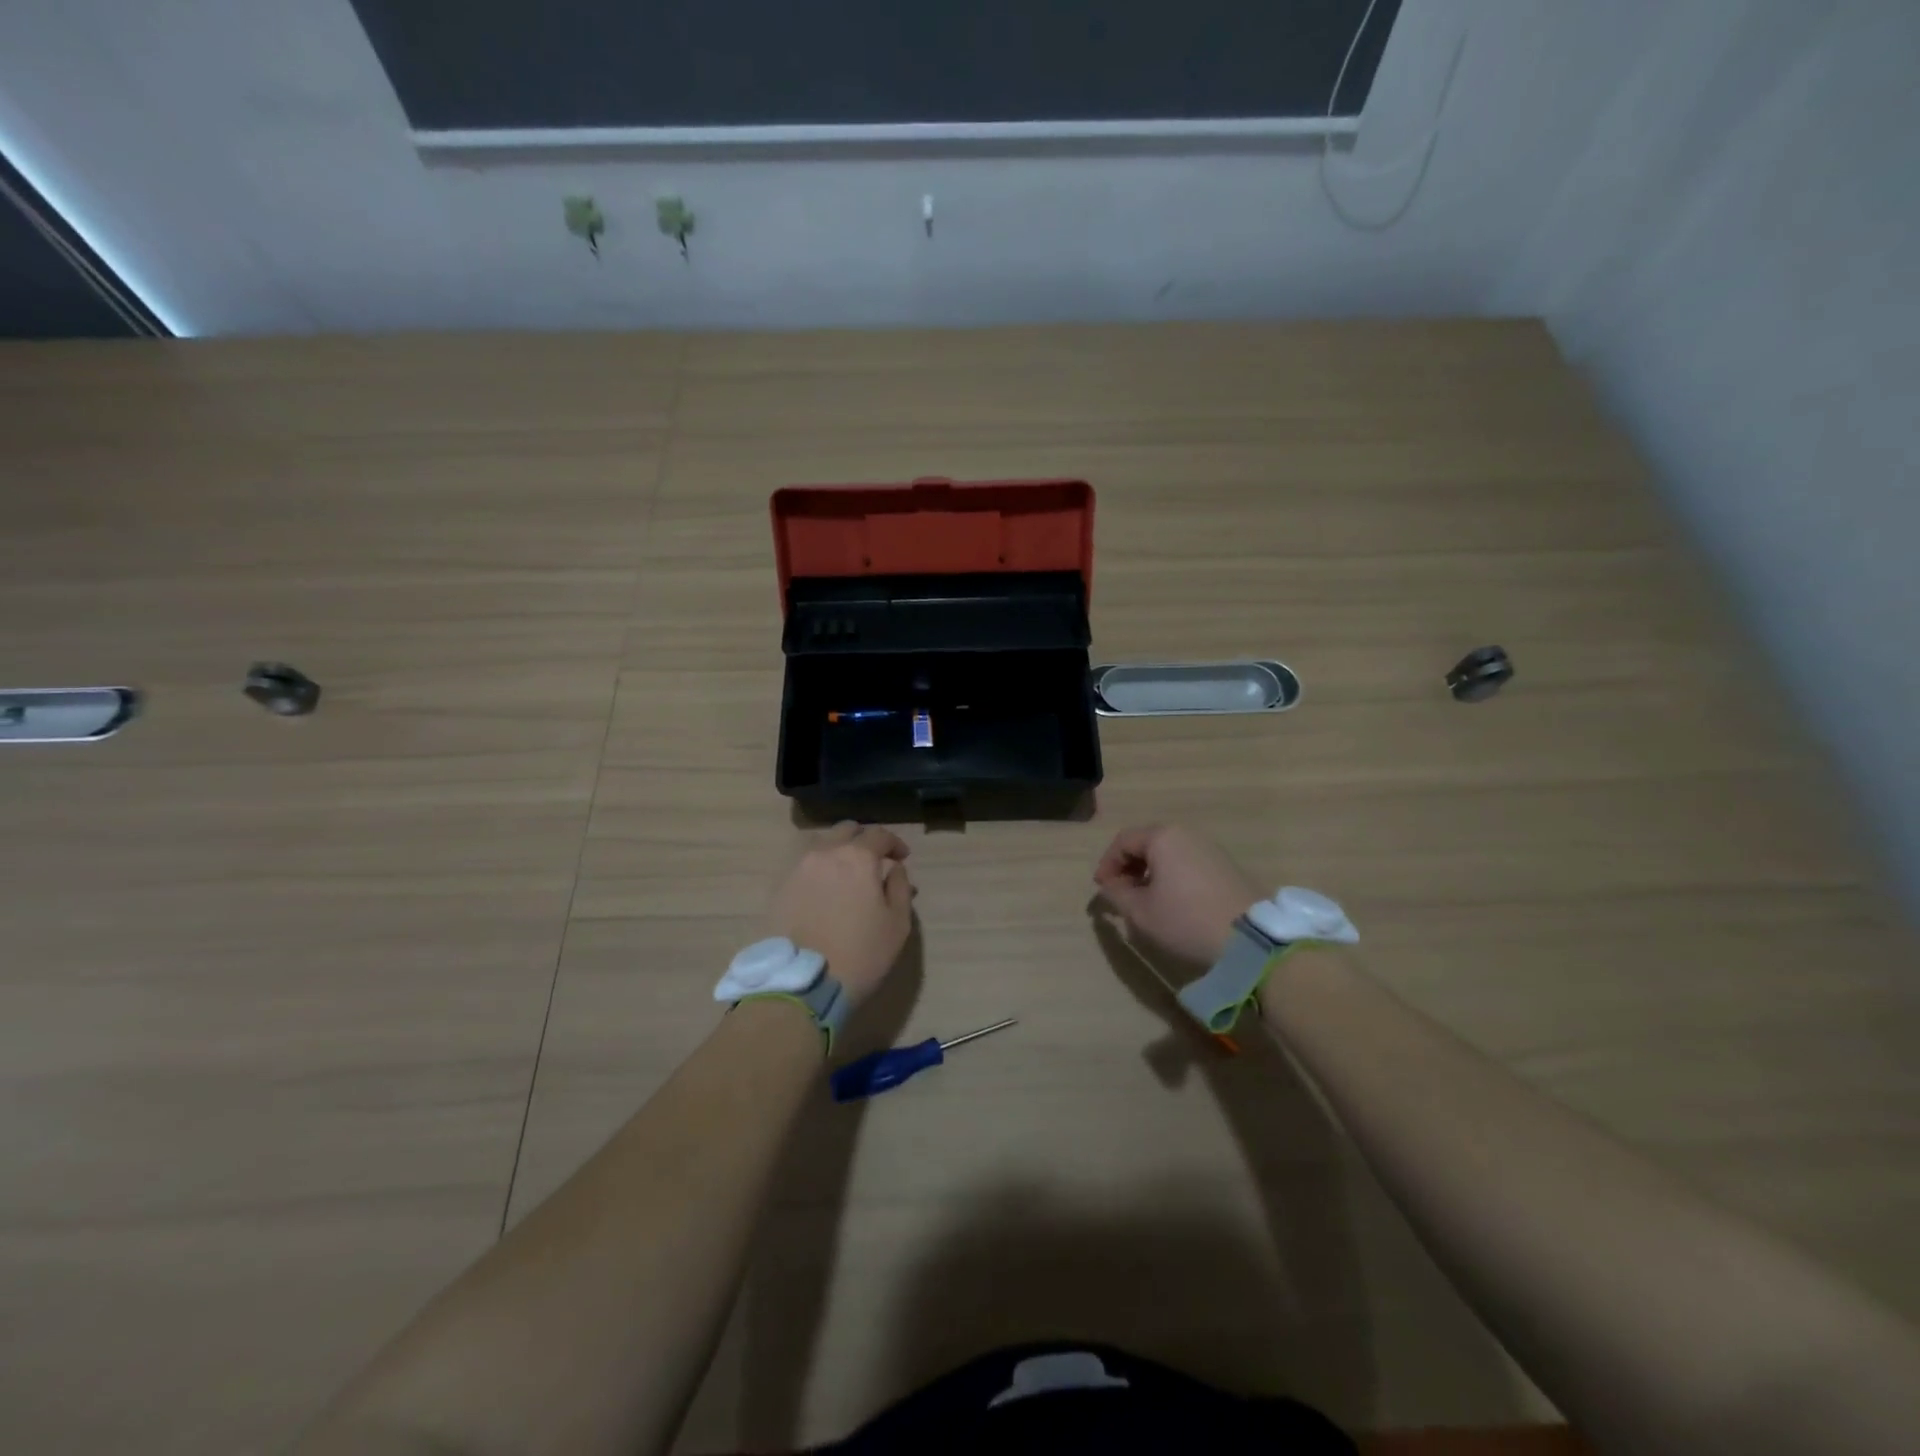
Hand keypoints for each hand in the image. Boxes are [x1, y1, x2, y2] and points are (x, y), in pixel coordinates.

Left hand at [770, 822, 913, 1006]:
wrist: (802, 984)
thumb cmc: (860, 954)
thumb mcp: (897, 924)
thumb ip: (900, 887)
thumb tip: (894, 868)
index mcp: (857, 857)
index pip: (879, 834)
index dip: (894, 842)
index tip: (902, 858)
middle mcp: (824, 853)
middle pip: (846, 830)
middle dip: (864, 840)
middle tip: (875, 861)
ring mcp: (797, 869)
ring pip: (822, 845)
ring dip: (839, 851)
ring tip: (847, 875)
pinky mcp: (779, 888)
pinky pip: (804, 866)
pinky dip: (819, 869)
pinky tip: (825, 890)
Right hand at [1094, 824, 1259, 964]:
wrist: (1251, 940)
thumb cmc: (1186, 920)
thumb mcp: (1141, 912)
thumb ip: (1117, 894)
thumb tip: (1110, 886)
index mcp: (1163, 837)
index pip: (1123, 841)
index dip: (1107, 863)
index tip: (1101, 889)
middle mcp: (1188, 835)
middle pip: (1147, 843)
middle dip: (1128, 867)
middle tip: (1120, 893)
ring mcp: (1211, 849)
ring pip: (1169, 854)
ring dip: (1150, 873)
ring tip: (1145, 900)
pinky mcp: (1227, 867)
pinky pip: (1188, 863)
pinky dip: (1172, 877)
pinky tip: (1172, 902)